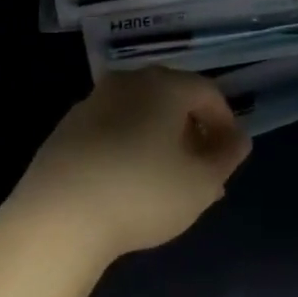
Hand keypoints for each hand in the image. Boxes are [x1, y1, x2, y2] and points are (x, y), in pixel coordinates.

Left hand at [0, 68, 251, 271]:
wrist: (59, 214)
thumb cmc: (142, 192)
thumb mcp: (200, 184)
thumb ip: (226, 157)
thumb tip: (239, 139)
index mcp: (164, 85)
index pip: (207, 92)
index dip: (225, 122)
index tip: (229, 155)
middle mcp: (128, 82)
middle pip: (172, 97)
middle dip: (192, 131)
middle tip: (201, 169)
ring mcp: (93, 102)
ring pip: (140, 113)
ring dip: (159, 139)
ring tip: (166, 180)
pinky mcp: (67, 127)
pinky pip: (112, 128)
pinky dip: (128, 145)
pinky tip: (128, 181)